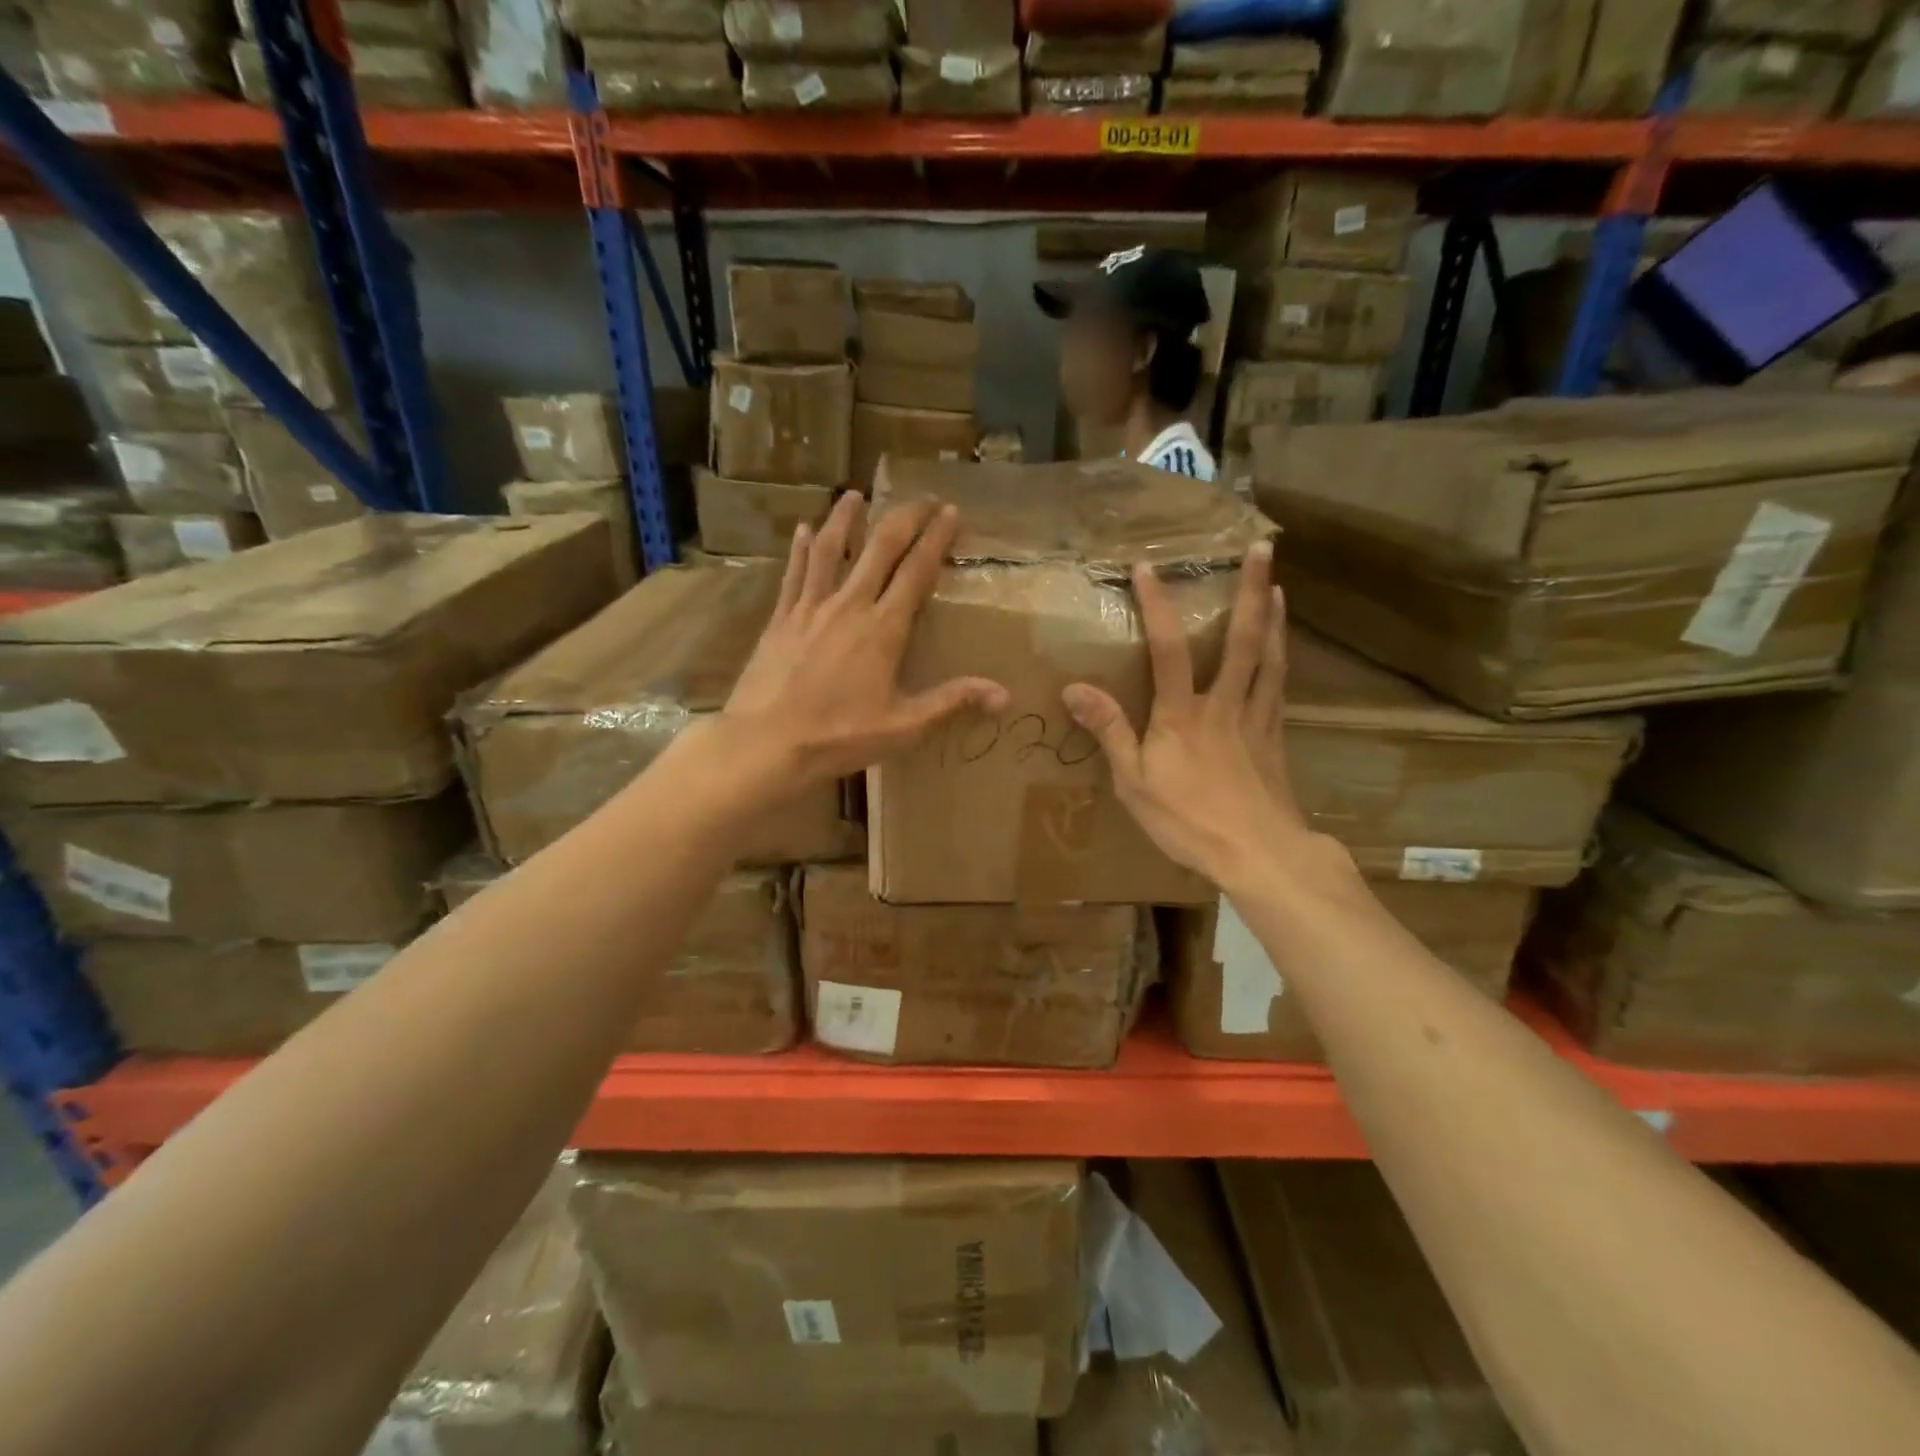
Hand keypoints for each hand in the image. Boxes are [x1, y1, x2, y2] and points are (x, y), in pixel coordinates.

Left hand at [723, 492, 1008, 784]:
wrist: (766, 743)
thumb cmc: (838, 736)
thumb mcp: (904, 726)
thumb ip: (952, 702)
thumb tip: (1005, 695)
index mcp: (883, 628)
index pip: (917, 570)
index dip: (936, 538)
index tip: (951, 511)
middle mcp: (849, 605)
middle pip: (879, 547)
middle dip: (904, 517)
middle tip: (922, 498)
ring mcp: (810, 607)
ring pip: (829, 549)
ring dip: (845, 518)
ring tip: (855, 493)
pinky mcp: (780, 618)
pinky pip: (793, 573)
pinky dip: (799, 548)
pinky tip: (801, 529)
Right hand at [1061, 540, 1320, 886]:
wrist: (1259, 853)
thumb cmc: (1188, 819)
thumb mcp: (1133, 781)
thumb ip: (1109, 731)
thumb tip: (1074, 687)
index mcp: (1182, 714)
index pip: (1168, 649)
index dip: (1157, 605)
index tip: (1147, 567)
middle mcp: (1224, 704)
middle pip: (1242, 639)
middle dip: (1250, 590)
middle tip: (1262, 547)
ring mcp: (1256, 718)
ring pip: (1269, 657)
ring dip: (1273, 617)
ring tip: (1276, 584)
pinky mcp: (1275, 737)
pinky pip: (1280, 686)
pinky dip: (1282, 658)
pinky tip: (1283, 649)